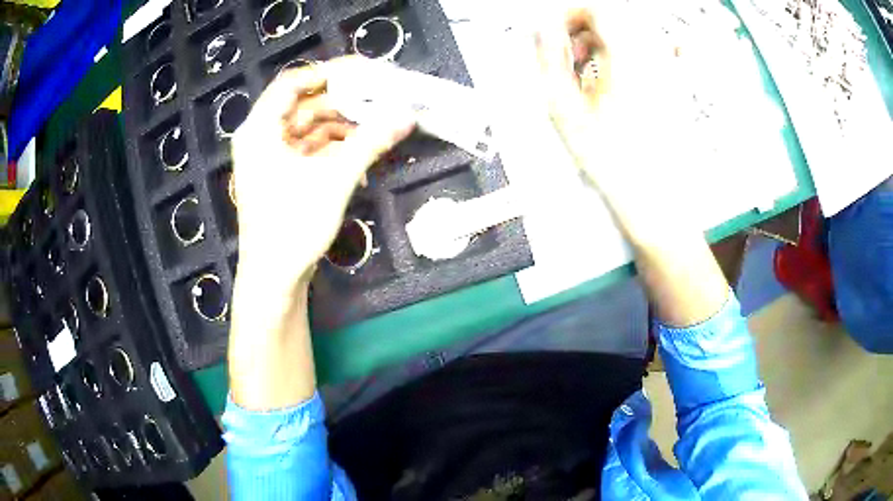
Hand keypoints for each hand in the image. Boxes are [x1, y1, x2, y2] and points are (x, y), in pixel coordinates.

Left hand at [231, 57, 415, 294]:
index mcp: (259, 129)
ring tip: (378, 131)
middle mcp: (261, 138)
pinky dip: (335, 151)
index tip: (365, 72)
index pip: (293, 84)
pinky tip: (361, 160)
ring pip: (311, 129)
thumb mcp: (334, 179)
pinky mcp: (282, 177)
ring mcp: (270, 159)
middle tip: (382, 101)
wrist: (274, 281)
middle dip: (344, 104)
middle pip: (305, 106)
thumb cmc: (292, 226)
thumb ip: (370, 142)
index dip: (329, 73)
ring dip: (344, 129)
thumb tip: (406, 115)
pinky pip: (311, 151)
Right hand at [534, 6, 682, 203]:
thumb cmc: (613, 160)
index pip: (597, 9)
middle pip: (614, 20)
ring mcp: (666, 71)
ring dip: (602, 46)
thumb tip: (543, 31)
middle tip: (570, 58)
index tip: (556, 31)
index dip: (569, 15)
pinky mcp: (672, 86)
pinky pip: (644, 55)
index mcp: (627, 57)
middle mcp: (652, 58)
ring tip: (588, 76)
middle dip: (584, 32)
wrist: (652, 195)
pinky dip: (622, 59)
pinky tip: (612, 84)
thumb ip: (548, 60)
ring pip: (628, 37)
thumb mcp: (564, 108)